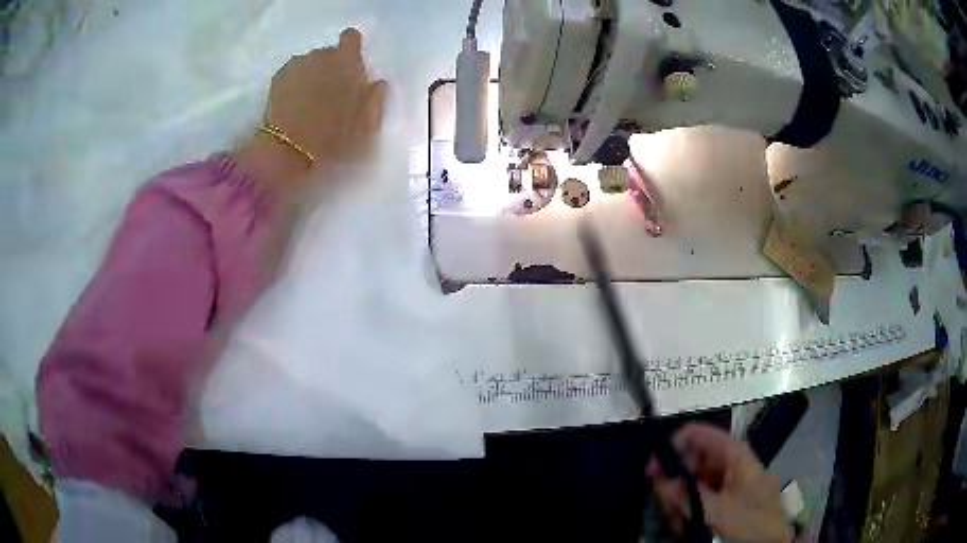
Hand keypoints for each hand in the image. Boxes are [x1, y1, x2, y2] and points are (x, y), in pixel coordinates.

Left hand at [236, 28, 387, 191]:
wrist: (288, 153)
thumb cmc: (333, 139)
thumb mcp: (367, 126)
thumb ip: (375, 100)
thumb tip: (377, 85)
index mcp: (346, 62)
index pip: (351, 38)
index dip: (351, 49)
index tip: (350, 68)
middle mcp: (320, 56)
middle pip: (328, 53)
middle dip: (330, 69)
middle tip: (330, 96)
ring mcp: (296, 66)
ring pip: (308, 64)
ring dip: (311, 76)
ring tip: (309, 103)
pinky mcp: (276, 80)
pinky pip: (291, 75)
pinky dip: (294, 85)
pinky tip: (294, 106)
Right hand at [647, 424, 793, 542]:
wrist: (771, 541)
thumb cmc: (750, 520)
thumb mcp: (716, 510)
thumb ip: (685, 494)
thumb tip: (655, 475)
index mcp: (736, 454)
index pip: (704, 434)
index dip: (678, 442)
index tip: (655, 458)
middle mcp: (733, 462)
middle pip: (696, 459)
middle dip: (677, 478)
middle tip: (661, 495)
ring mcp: (731, 480)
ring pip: (696, 478)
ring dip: (682, 496)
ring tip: (675, 515)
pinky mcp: (728, 496)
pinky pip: (702, 494)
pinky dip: (690, 505)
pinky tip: (685, 520)